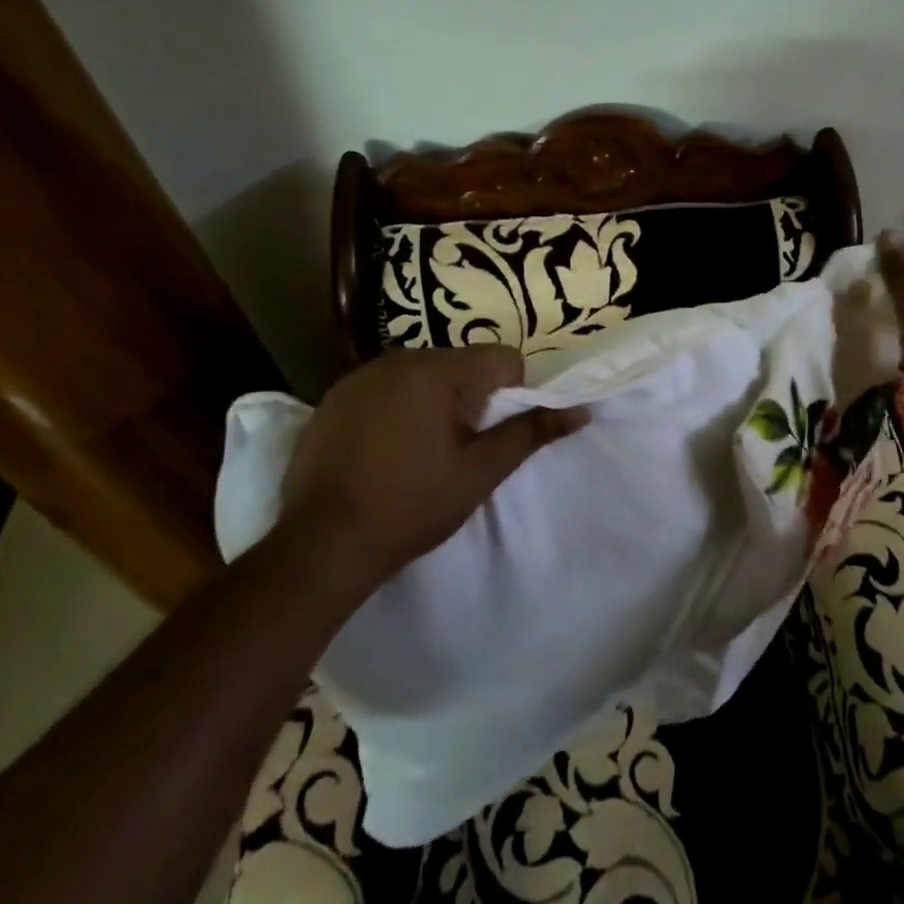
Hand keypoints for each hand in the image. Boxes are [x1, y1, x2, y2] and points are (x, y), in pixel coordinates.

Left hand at [279, 346, 587, 584]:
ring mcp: (361, 375)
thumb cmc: (411, 507)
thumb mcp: (480, 473)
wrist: (321, 545)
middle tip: (457, 449)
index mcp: (438, 372)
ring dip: (434, 401)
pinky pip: (387, 387)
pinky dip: (398, 407)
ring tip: (419, 452)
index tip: (492, 435)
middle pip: (462, 363)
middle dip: (471, 398)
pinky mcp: (335, 396)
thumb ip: (531, 433)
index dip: (512, 395)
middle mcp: (399, 359)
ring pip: (424, 374)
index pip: (503, 359)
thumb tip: (582, 410)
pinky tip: (384, 450)